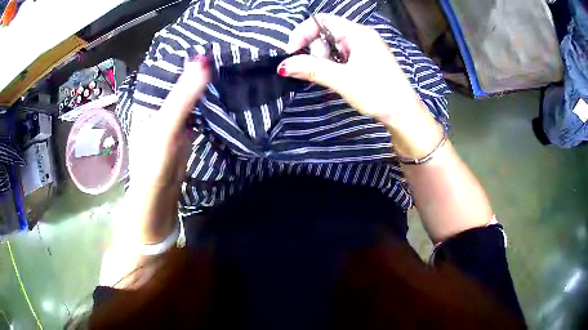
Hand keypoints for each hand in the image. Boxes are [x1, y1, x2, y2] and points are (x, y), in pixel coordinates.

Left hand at [124, 55, 209, 243]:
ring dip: (205, 84)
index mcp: (147, 99)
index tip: (210, 40)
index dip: (185, 54)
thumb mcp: (166, 126)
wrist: (159, 198)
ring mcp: (172, 116)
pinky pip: (198, 109)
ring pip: (190, 94)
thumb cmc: (153, 162)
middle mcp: (158, 104)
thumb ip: (184, 95)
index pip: (167, 68)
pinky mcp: (184, 129)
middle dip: (199, 68)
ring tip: (228, 66)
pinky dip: (209, 101)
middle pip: (180, 80)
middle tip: (226, 52)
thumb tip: (203, 58)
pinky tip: (223, 90)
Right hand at [277, 14, 421, 125]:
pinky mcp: (367, 59)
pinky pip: (343, 55)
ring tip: (331, 78)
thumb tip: (284, 66)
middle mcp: (361, 35)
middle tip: (319, 71)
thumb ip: (312, 69)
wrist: (403, 113)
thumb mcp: (342, 80)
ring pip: (333, 46)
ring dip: (324, 60)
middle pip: (326, 33)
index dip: (302, 33)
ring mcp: (365, 47)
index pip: (321, 20)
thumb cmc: (377, 92)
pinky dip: (334, 65)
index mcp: (357, 33)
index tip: (292, 53)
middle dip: (315, 50)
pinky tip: (337, 78)